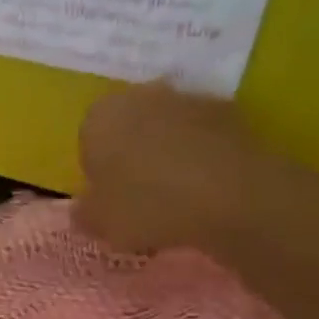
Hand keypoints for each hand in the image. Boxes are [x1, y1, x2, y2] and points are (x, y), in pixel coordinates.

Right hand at [73, 84, 318, 253]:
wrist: (236, 196)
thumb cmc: (149, 205)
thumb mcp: (101, 223)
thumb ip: (84, 214)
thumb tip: (83, 210)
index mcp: (98, 117)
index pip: (87, 141)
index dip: (98, 171)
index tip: (110, 198)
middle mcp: (140, 96)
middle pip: (129, 129)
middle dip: (133, 156)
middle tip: (141, 196)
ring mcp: (190, 99)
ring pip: (167, 131)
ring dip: (169, 154)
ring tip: (179, 197)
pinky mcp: (232, 113)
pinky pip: (203, 139)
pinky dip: (202, 158)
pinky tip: (208, 191)